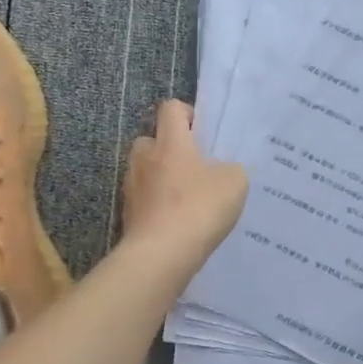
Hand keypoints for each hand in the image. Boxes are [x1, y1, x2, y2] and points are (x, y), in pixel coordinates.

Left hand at [120, 101, 248, 256]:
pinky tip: (177, 222)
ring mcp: (132, 186)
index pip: (170, 108)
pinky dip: (157, 204)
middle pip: (152, 139)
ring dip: (161, 178)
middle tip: (194, 167)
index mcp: (170, 142)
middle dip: (169, 148)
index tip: (202, 133)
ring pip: (145, 170)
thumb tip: (221, 171)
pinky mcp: (127, 213)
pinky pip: (144, 199)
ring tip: (186, 198)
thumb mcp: (234, 183)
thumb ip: (230, 169)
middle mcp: (144, 157)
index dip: (187, 114)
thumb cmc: (198, 208)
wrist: (161, 255)